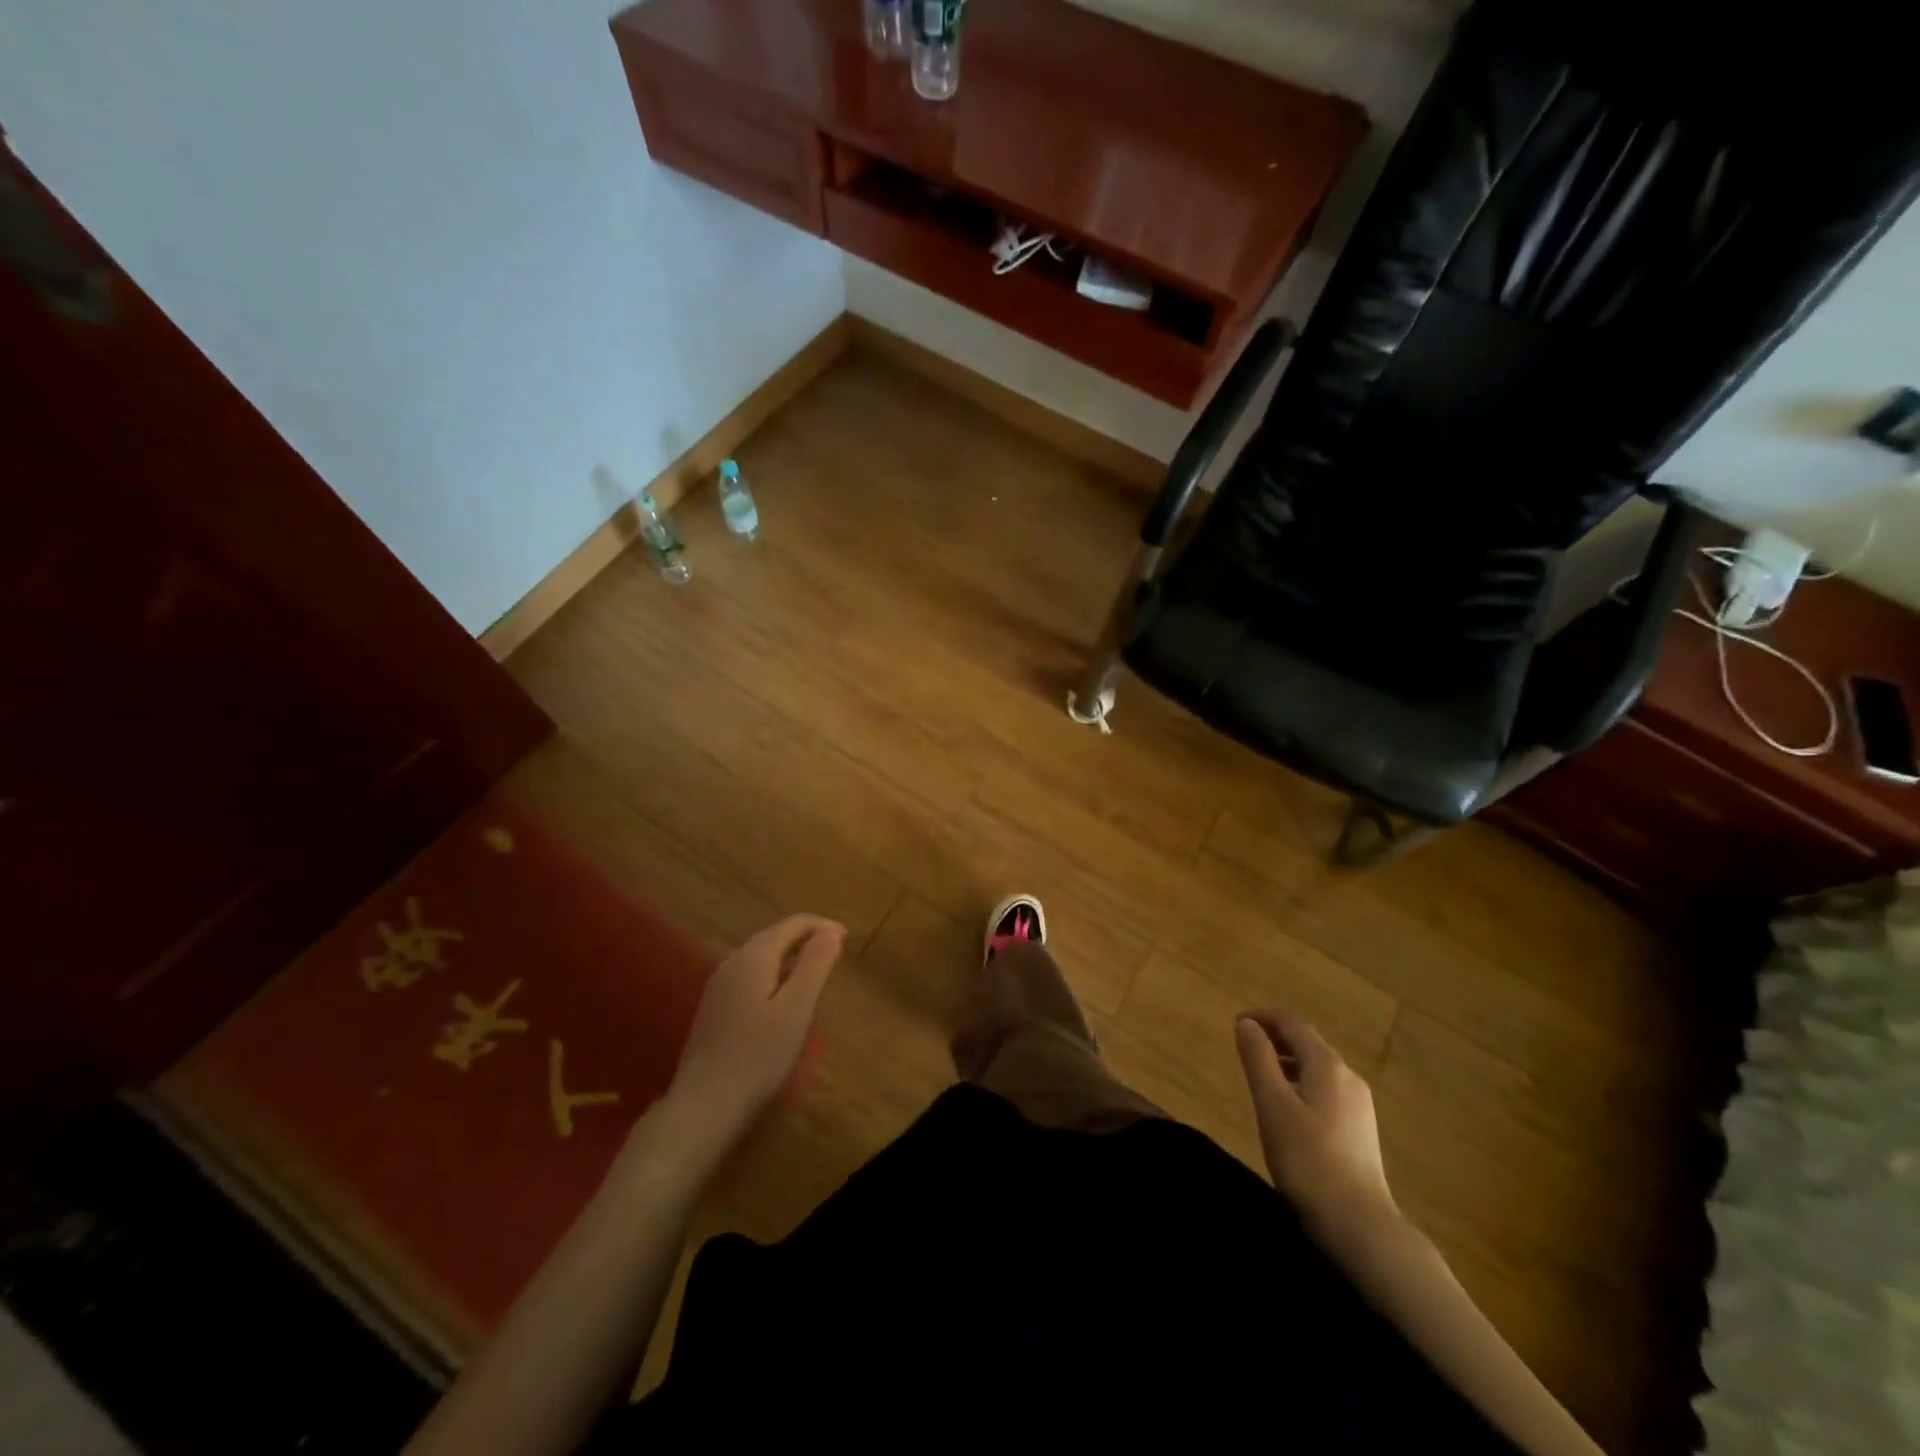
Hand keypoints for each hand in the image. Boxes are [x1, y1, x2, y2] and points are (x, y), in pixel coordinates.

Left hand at [664, 914, 845, 1146]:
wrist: (703, 1108)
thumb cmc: (758, 1057)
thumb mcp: (796, 1009)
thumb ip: (814, 965)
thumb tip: (830, 932)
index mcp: (753, 957)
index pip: (792, 924)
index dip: (822, 926)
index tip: (847, 939)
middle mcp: (732, 963)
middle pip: (774, 937)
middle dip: (806, 938)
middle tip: (836, 954)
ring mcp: (718, 987)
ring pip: (761, 957)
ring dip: (791, 957)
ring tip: (816, 974)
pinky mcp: (714, 1010)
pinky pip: (750, 977)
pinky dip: (774, 975)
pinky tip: (783, 1000)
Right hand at [1235, 1011, 1394, 1227]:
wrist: (1360, 1226)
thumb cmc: (1308, 1160)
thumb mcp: (1272, 1105)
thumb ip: (1258, 1059)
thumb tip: (1246, 1023)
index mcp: (1327, 1065)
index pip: (1292, 1022)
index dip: (1263, 1016)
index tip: (1236, 1023)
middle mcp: (1348, 1076)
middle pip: (1308, 1041)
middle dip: (1275, 1036)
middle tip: (1243, 1046)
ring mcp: (1359, 1104)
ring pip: (1318, 1066)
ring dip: (1287, 1060)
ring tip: (1260, 1074)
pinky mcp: (1360, 1128)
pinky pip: (1326, 1088)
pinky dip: (1301, 1081)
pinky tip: (1288, 1106)